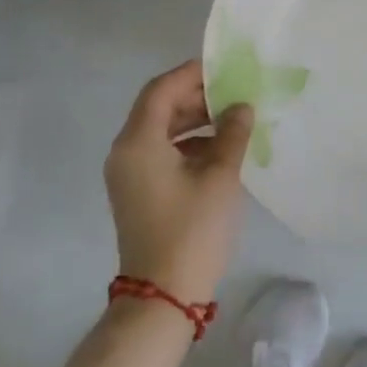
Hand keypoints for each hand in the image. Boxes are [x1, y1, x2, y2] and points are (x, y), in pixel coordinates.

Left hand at [104, 60, 252, 303]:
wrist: (163, 297)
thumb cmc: (192, 230)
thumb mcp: (219, 177)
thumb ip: (232, 134)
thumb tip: (241, 107)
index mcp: (138, 141)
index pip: (161, 90)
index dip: (191, 74)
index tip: (224, 69)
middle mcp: (125, 152)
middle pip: (157, 108)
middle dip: (195, 97)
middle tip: (233, 94)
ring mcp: (128, 174)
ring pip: (160, 131)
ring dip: (193, 121)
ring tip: (231, 119)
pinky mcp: (137, 192)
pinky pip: (159, 153)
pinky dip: (186, 144)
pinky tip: (218, 150)